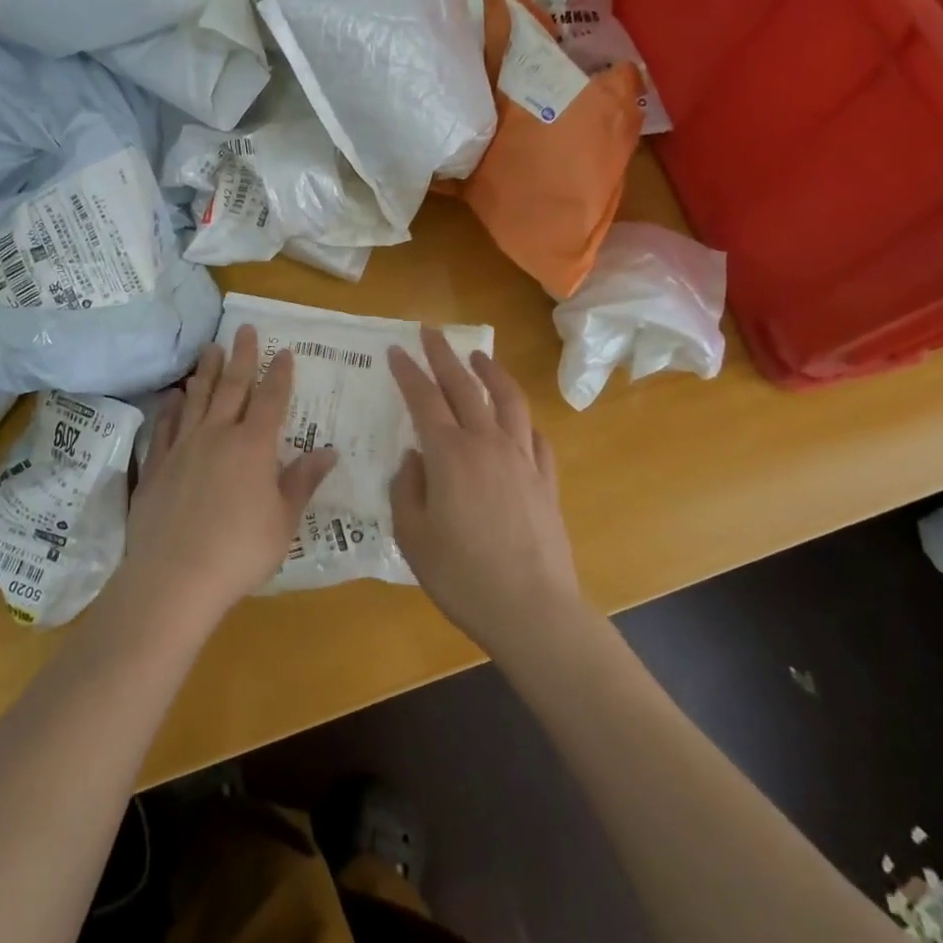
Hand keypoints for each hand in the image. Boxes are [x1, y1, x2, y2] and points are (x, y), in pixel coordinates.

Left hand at [119, 325, 339, 633]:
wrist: (174, 577)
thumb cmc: (240, 552)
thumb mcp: (283, 521)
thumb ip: (302, 481)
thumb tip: (328, 451)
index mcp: (253, 447)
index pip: (272, 400)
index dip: (280, 375)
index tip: (284, 351)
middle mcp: (218, 435)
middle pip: (232, 387)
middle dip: (241, 357)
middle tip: (244, 329)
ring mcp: (183, 447)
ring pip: (197, 399)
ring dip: (206, 372)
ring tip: (210, 348)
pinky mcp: (157, 465)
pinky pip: (166, 426)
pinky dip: (172, 407)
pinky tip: (174, 396)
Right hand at [388, 329, 582, 658]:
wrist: (532, 610)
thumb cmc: (462, 575)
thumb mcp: (413, 535)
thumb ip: (407, 488)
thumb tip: (414, 457)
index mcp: (450, 455)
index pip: (424, 399)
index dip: (408, 372)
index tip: (396, 350)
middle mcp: (487, 444)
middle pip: (464, 387)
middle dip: (444, 355)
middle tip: (431, 332)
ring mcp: (522, 459)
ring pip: (508, 400)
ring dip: (491, 372)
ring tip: (479, 356)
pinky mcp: (546, 480)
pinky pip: (535, 435)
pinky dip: (522, 417)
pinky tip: (517, 418)